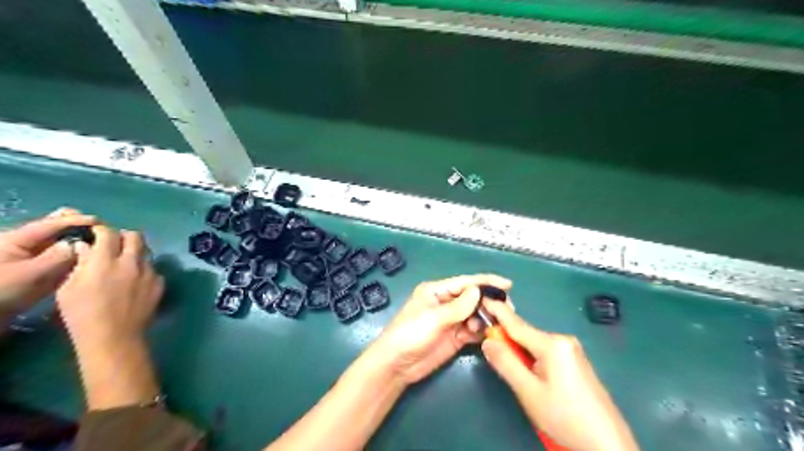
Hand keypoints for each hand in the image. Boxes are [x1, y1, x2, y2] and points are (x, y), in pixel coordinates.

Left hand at [0, 210, 97, 325]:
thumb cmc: (1, 292)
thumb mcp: (29, 275)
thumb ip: (58, 257)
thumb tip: (82, 244)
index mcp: (18, 239)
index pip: (52, 224)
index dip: (77, 220)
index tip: (100, 222)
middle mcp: (28, 244)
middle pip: (57, 228)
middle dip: (80, 228)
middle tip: (103, 233)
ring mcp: (35, 257)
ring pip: (64, 242)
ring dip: (82, 242)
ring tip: (103, 245)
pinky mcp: (41, 270)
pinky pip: (65, 257)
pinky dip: (78, 255)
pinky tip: (93, 258)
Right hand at [56, 228, 163, 349]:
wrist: (114, 336)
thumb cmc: (82, 314)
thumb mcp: (69, 288)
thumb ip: (81, 263)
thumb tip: (86, 247)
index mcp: (105, 261)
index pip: (108, 233)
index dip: (102, 230)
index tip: (97, 233)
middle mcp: (132, 262)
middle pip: (135, 236)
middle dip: (124, 236)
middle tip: (115, 245)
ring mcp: (150, 272)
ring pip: (147, 252)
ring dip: (136, 253)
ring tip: (126, 264)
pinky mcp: (160, 283)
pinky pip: (154, 269)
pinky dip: (145, 270)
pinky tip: (137, 282)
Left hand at [363, 273, 507, 384]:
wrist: (396, 365)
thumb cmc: (410, 334)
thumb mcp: (433, 318)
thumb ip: (458, 306)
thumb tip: (478, 290)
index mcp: (437, 291)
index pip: (466, 283)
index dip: (487, 282)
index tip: (508, 285)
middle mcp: (446, 302)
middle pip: (473, 298)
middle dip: (490, 302)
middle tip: (508, 311)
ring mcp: (451, 320)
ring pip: (476, 314)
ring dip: (487, 318)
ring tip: (499, 325)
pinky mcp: (455, 337)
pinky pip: (473, 330)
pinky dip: (483, 332)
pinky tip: (491, 335)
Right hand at [479, 301, 637, 449]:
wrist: (606, 442)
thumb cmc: (564, 416)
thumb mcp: (528, 391)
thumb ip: (505, 363)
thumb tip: (487, 341)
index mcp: (552, 344)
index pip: (516, 323)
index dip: (497, 311)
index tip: (482, 298)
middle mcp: (562, 340)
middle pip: (525, 334)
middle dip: (506, 338)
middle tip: (488, 348)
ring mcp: (571, 350)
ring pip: (534, 344)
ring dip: (518, 351)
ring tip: (512, 370)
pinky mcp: (574, 361)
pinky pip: (544, 352)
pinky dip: (531, 357)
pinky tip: (530, 374)